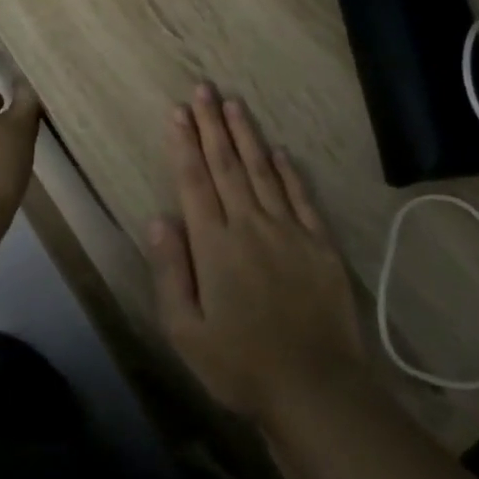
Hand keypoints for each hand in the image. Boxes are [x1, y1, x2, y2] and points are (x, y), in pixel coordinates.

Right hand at [147, 85, 368, 428]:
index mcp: (215, 245)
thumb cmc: (240, 365)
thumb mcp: (185, 330)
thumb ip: (171, 270)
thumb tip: (159, 219)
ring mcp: (289, 232)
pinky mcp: (319, 245)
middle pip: (227, 166)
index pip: (195, 182)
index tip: (178, 112)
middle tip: (203, 89)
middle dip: (212, 125)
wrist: (315, 389)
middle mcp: (250, 226)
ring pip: (262, 172)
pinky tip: (278, 152)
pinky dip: (287, 172)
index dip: (185, 144)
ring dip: (246, 136)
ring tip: (234, 104)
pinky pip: (300, 198)